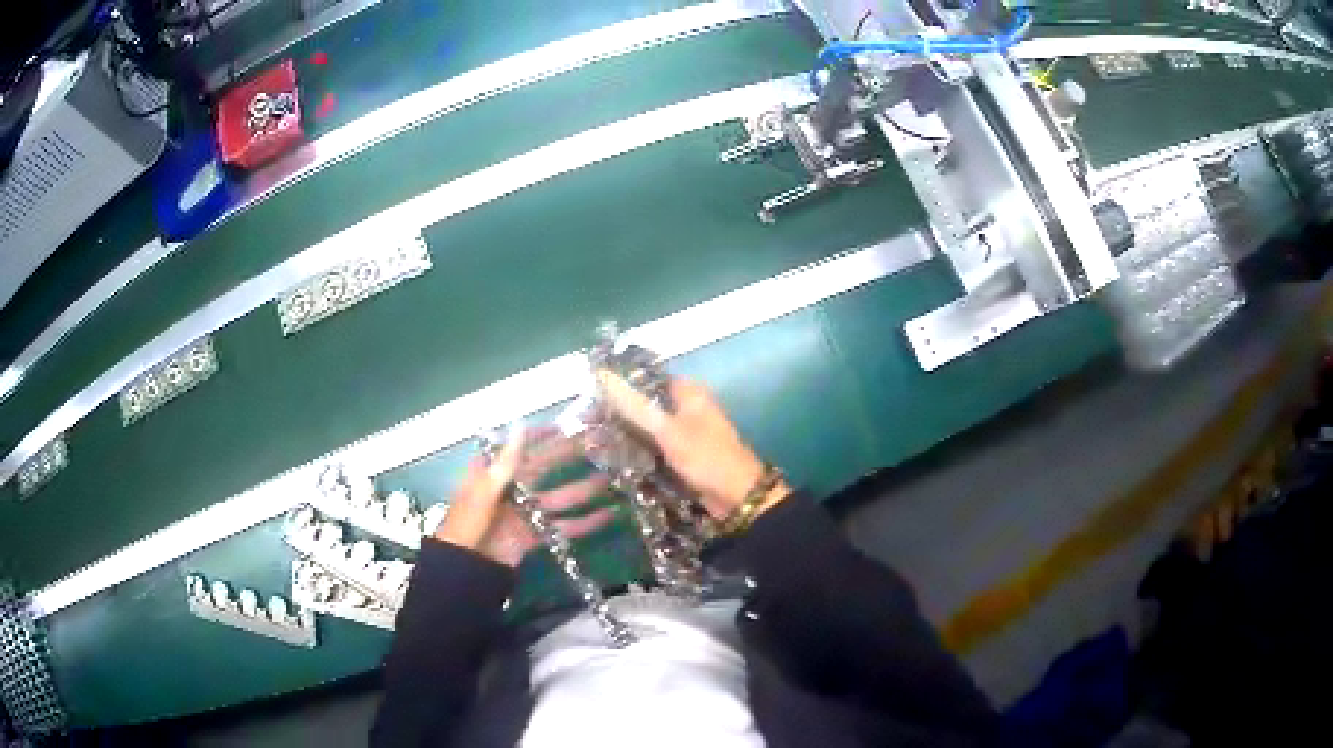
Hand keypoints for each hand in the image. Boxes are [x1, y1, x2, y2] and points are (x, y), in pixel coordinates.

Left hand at [433, 426, 613, 566]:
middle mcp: (511, 490)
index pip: (517, 447)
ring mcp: (525, 513)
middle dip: (567, 457)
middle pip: (542, 469)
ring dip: (582, 489)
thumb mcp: (483, 491)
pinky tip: (607, 515)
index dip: (538, 436)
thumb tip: (521, 425)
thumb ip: (506, 462)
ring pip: (558, 497)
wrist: (466, 569)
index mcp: (492, 474)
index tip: (564, 426)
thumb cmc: (467, 525)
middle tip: (596, 444)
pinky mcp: (536, 535)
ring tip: (609, 478)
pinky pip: (563, 526)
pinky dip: (585, 522)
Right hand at [597, 371, 790, 520]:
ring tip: (591, 441)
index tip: (588, 397)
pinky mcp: (682, 455)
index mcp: (688, 392)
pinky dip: (637, 451)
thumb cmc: (705, 456)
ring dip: (625, 434)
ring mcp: (685, 432)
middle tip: (585, 424)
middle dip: (618, 413)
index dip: (618, 386)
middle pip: (645, 404)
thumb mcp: (666, 429)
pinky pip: (653, 448)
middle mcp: (687, 407)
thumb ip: (632, 404)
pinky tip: (612, 459)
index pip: (646, 379)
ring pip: (647, 427)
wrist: (736, 496)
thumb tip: (600, 373)